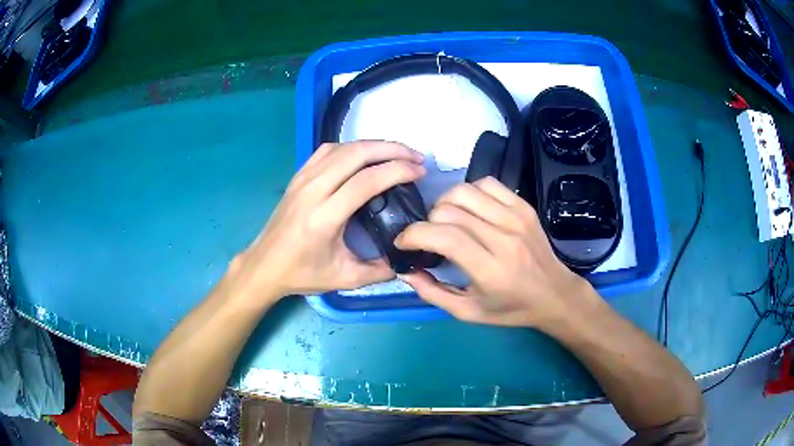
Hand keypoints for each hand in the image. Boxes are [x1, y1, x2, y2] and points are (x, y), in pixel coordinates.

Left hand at [224, 141, 425, 301]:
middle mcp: (313, 190)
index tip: (419, 172)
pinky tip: (364, 155)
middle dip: (391, 149)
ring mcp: (303, 179)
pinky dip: (351, 147)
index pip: (366, 181)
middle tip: (415, 157)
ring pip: (342, 147)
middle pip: (356, 154)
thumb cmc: (302, 273)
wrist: (264, 265)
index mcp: (324, 217)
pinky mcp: (298, 176)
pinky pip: (327, 150)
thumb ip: (380, 270)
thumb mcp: (345, 278)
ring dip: (373, 145)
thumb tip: (408, 260)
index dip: (397, 171)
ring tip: (397, 152)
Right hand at [395, 177, 590, 327]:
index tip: (404, 243)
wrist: (554, 294)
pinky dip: (469, 192)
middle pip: (450, 210)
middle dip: (427, 222)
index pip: (444, 237)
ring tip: (446, 221)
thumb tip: (406, 271)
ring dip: (445, 204)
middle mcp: (503, 239)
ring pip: (465, 191)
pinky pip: (487, 183)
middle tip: (429, 238)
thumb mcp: (469, 313)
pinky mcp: (523, 206)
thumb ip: (433, 293)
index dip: (414, 234)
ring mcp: (516, 218)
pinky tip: (470, 210)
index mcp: (490, 270)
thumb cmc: (511, 308)